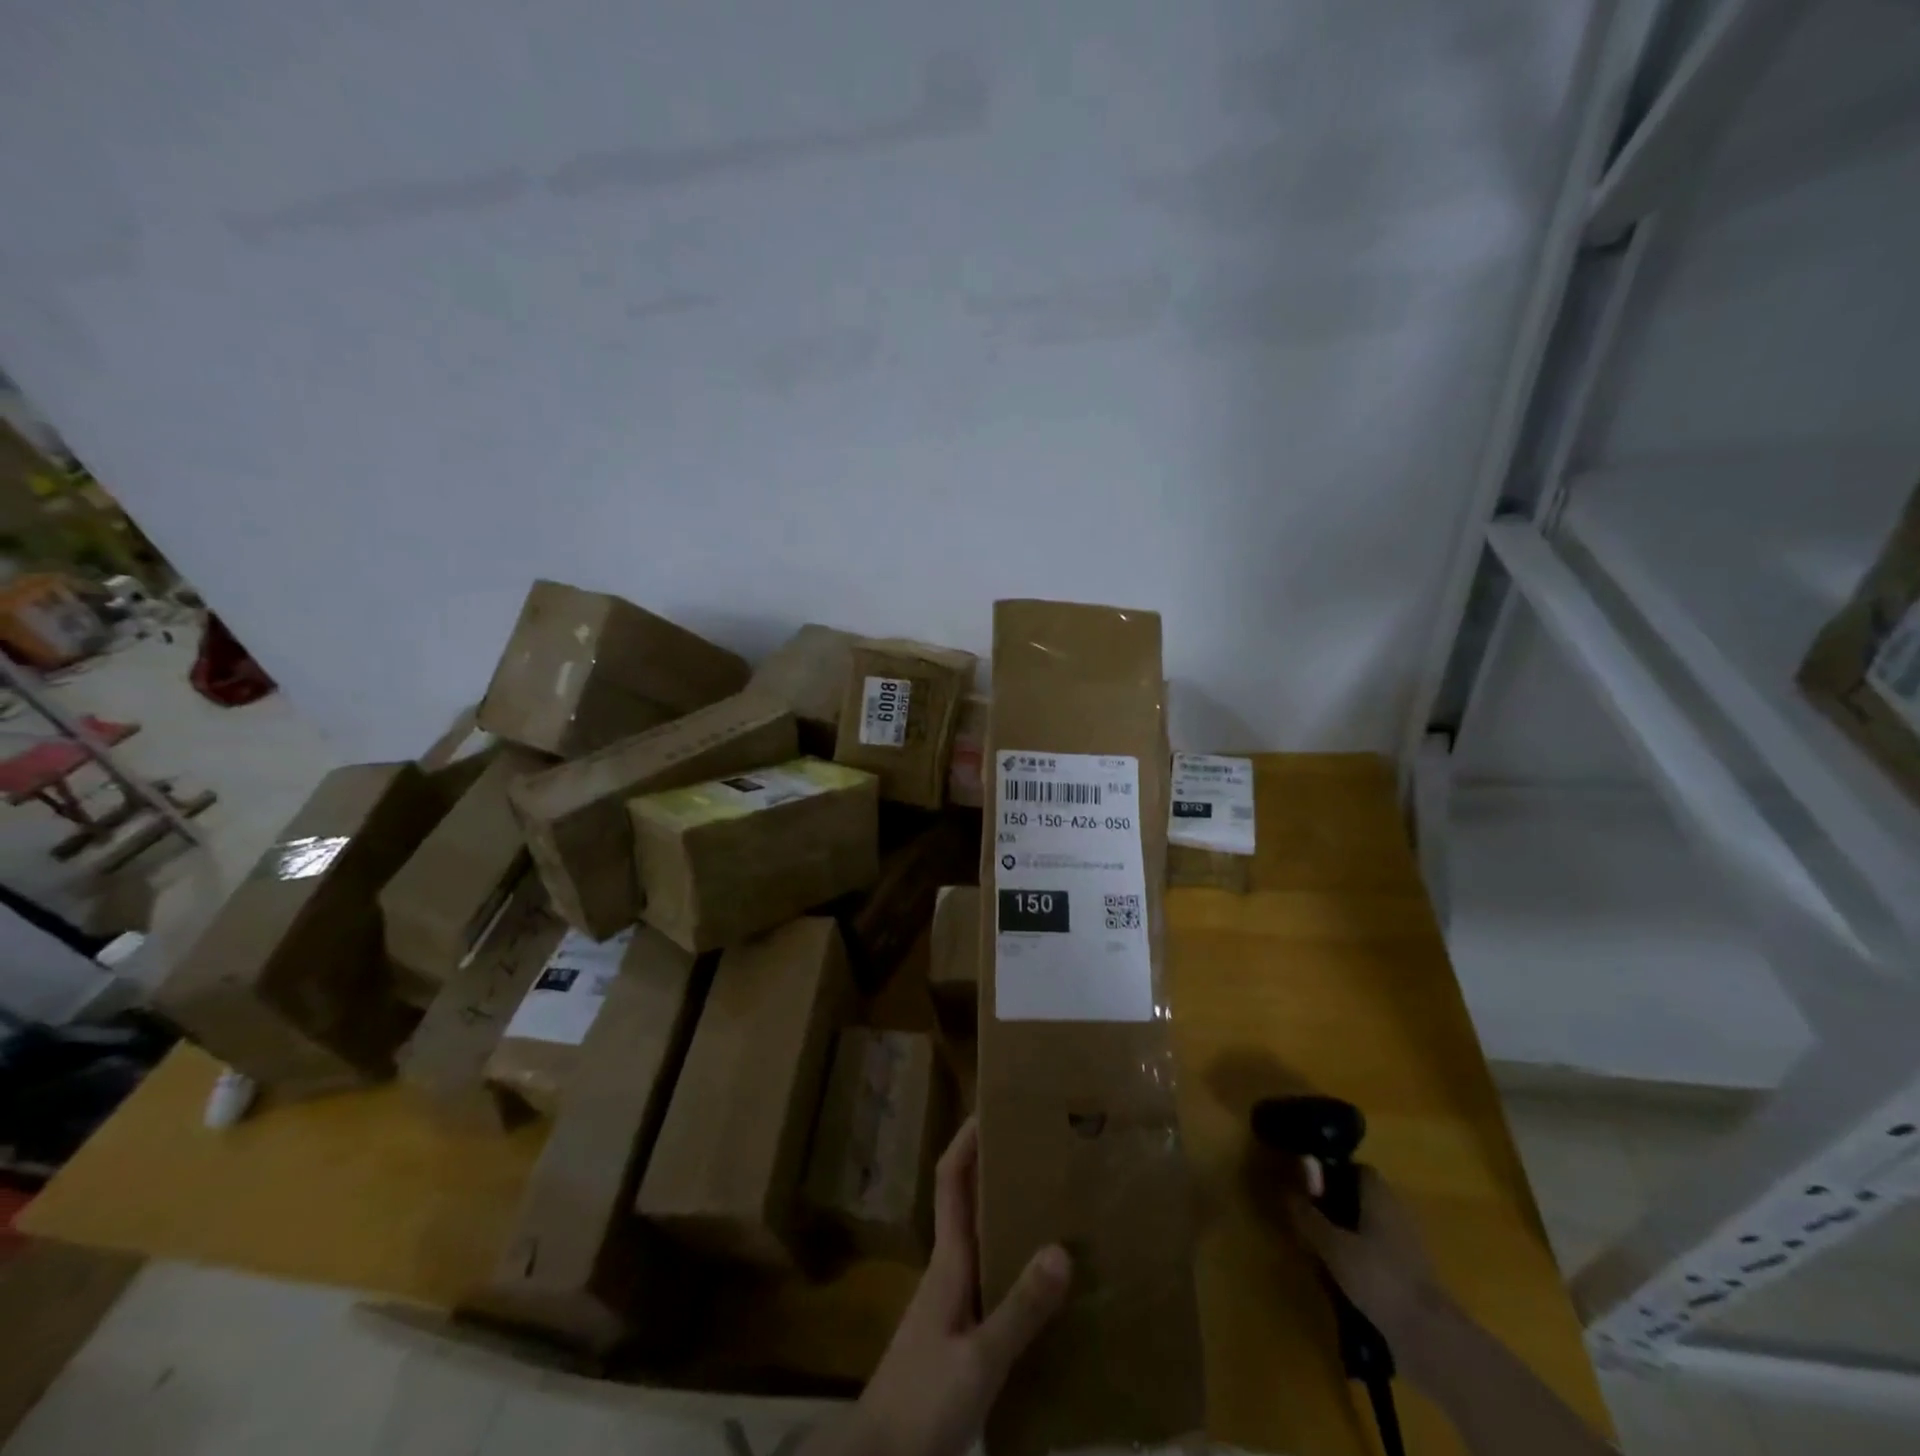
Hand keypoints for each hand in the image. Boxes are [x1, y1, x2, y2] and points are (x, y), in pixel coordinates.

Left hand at [804, 1117, 1071, 1455]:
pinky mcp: (962, 1339)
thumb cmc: (922, 1400)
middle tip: (1045, 1154)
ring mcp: (955, 1306)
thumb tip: (1062, 1248)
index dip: (967, 1139)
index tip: (992, 1106)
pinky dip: (1020, 1273)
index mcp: (948, 1261)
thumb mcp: (978, 1359)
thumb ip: (1018, 1310)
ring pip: (986, 1245)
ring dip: (1013, 1221)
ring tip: (1059, 1209)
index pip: (952, 1180)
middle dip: (1001, 1173)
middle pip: (972, 1205)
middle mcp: (951, 1271)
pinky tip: (1051, 1289)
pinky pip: (995, 1286)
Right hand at [1285, 1160, 1448, 1347]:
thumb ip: (1308, 1216)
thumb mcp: (1331, 1244)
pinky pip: (1380, 1255)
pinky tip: (1344, 1276)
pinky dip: (1363, 1259)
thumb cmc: (1377, 1276)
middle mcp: (1397, 1213)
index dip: (1333, 1173)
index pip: (1358, 1169)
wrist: (1429, 1336)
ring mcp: (1408, 1246)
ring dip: (1349, 1234)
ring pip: (1372, 1227)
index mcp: (1380, 1196)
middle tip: (1310, 1218)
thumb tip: (1286, 1191)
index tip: (1309, 1185)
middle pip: (1364, 1198)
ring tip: (1321, 1249)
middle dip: (1337, 1205)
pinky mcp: (1412, 1277)